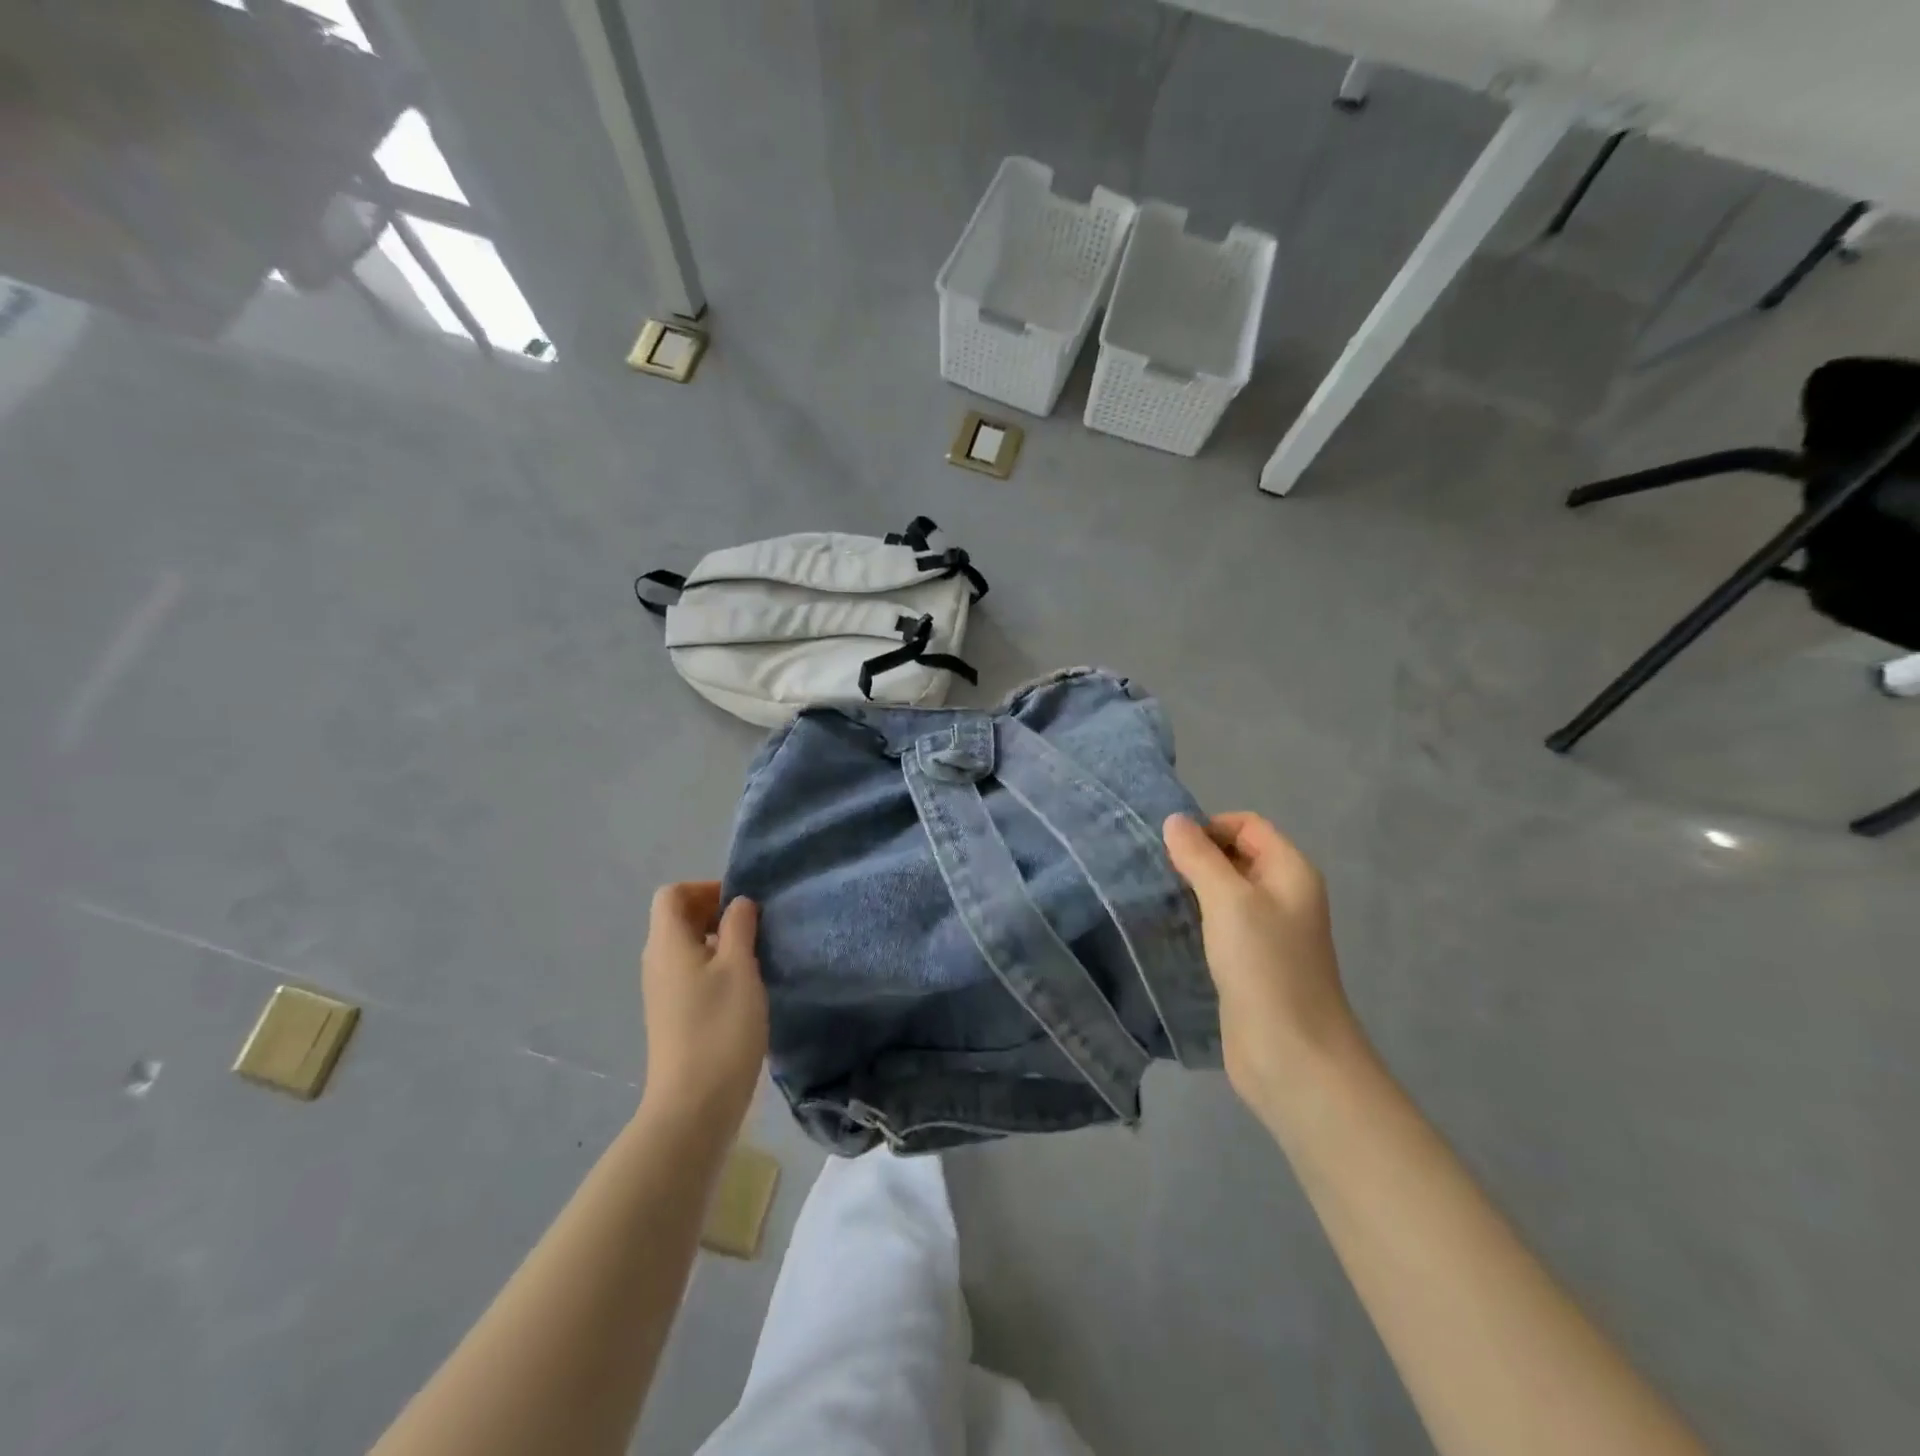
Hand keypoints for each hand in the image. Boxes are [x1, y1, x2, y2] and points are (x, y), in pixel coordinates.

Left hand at [639, 883, 767, 1132]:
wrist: (694, 1105)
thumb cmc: (720, 1028)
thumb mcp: (740, 968)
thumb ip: (739, 927)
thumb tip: (738, 903)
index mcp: (667, 943)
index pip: (672, 894)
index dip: (706, 889)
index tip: (741, 905)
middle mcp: (657, 962)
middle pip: (677, 918)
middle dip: (715, 912)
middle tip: (755, 926)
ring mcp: (662, 991)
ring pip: (686, 947)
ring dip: (718, 940)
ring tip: (755, 954)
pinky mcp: (672, 1015)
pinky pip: (690, 972)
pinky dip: (714, 966)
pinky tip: (743, 986)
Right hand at [1163, 813, 1365, 1126]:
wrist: (1291, 1054)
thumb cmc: (1264, 965)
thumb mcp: (1228, 900)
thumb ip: (1200, 857)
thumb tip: (1175, 820)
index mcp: (1290, 871)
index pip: (1247, 825)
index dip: (1209, 827)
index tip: (1169, 847)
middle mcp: (1282, 895)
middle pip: (1235, 856)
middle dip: (1196, 856)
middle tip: (1153, 869)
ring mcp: (1267, 931)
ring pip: (1224, 892)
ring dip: (1191, 889)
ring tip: (1153, 894)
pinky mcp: (1248, 962)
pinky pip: (1218, 925)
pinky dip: (1194, 919)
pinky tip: (1166, 926)